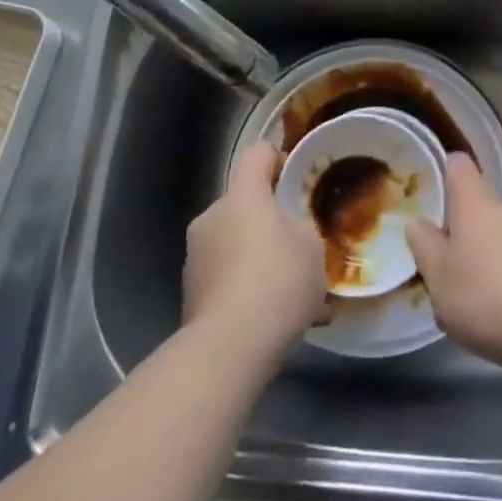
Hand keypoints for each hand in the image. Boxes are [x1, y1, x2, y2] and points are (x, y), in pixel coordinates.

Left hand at [183, 141, 326, 359]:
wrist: (228, 346)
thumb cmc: (278, 281)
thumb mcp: (312, 248)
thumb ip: (303, 230)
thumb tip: (293, 233)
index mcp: (243, 194)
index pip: (257, 154)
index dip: (277, 158)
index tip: (296, 177)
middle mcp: (212, 215)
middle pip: (243, 203)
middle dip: (267, 219)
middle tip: (296, 244)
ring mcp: (194, 254)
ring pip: (232, 242)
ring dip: (254, 256)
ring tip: (285, 290)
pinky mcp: (189, 292)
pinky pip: (223, 276)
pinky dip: (242, 287)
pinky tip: (268, 316)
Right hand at [406, 153, 501, 372]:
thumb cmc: (483, 294)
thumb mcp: (437, 274)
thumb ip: (424, 245)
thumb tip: (418, 223)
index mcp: (475, 203)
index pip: (459, 166)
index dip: (445, 171)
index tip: (432, 191)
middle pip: (480, 207)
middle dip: (464, 230)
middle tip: (446, 263)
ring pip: (501, 238)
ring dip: (487, 258)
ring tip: (473, 299)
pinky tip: (501, 315)